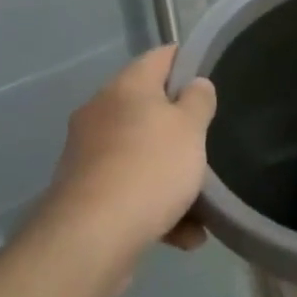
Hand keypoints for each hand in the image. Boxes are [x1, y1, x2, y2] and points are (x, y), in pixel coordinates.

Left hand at [39, 46, 215, 260]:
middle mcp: (101, 113)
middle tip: (209, 140)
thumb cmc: (150, 168)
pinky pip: (129, 190)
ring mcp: (88, 155)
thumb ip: (199, 101)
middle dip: (180, 128)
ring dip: (171, 175)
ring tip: (202, 203)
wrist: (91, 239)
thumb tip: (195, 85)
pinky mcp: (84, 195)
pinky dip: (155, 206)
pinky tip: (184, 235)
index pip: (161, 57)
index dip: (188, 61)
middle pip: (149, 108)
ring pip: (141, 154)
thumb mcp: (190, 128)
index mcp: (126, 87)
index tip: (212, 75)